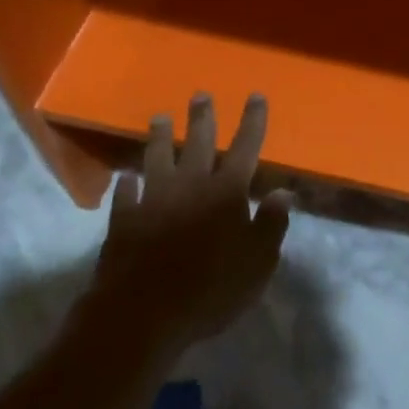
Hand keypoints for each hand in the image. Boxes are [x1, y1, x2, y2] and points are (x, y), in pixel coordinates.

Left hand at [82, 93, 293, 349]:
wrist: (144, 313)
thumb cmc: (212, 289)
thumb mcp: (258, 261)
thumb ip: (272, 224)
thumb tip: (283, 192)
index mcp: (226, 193)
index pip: (245, 148)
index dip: (252, 121)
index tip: (255, 96)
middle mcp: (190, 186)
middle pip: (197, 143)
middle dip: (202, 118)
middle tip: (200, 95)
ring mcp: (152, 201)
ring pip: (156, 159)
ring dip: (158, 137)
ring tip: (158, 118)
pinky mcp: (124, 221)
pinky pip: (126, 194)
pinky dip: (128, 184)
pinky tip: (126, 177)